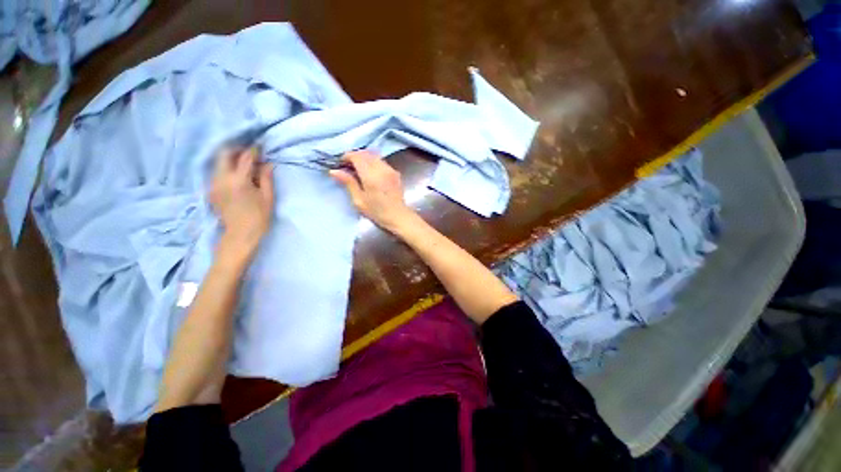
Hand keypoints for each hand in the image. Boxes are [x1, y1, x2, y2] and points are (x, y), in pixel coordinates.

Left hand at [209, 147, 274, 259]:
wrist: (240, 235)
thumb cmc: (259, 217)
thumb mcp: (268, 198)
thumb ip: (266, 178)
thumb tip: (267, 163)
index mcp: (238, 181)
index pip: (245, 158)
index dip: (254, 150)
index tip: (261, 146)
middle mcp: (221, 178)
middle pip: (224, 154)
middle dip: (237, 149)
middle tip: (250, 152)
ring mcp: (213, 184)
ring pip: (219, 162)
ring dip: (231, 159)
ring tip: (245, 163)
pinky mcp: (211, 189)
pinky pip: (217, 172)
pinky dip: (227, 168)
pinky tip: (237, 175)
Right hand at [329, 151, 416, 232]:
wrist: (398, 217)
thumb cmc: (377, 212)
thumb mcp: (359, 200)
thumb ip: (348, 183)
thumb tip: (334, 171)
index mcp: (371, 176)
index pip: (357, 156)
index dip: (347, 157)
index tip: (341, 164)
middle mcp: (382, 169)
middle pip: (366, 153)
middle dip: (355, 156)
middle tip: (348, 166)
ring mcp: (390, 170)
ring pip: (374, 156)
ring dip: (365, 158)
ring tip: (359, 169)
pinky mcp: (396, 173)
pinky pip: (382, 162)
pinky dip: (374, 162)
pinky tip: (371, 173)